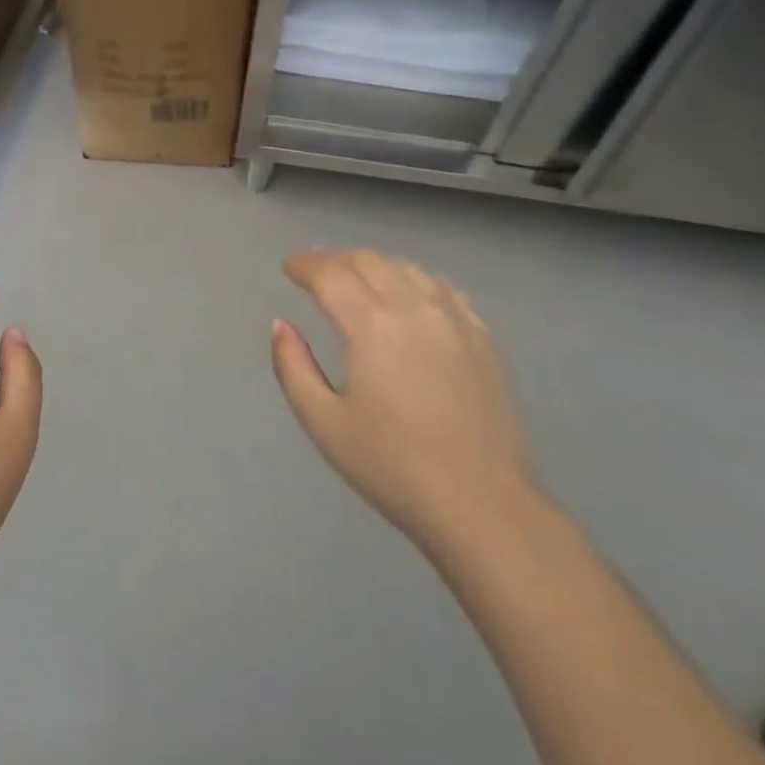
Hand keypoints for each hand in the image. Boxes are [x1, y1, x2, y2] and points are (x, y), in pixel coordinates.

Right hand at [271, 250, 538, 563]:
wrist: (481, 504)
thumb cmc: (391, 466)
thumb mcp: (323, 423)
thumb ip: (293, 366)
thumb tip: (281, 325)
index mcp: (371, 325)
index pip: (331, 273)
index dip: (305, 264)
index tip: (289, 267)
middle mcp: (414, 308)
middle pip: (369, 261)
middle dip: (336, 260)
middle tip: (316, 273)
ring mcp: (455, 319)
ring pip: (407, 269)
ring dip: (374, 266)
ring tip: (357, 281)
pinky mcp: (483, 337)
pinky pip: (443, 289)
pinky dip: (414, 281)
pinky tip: (409, 297)